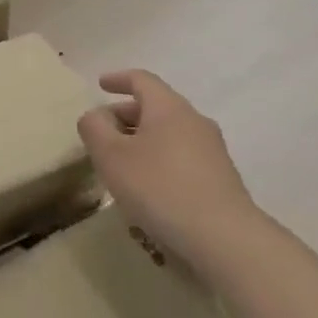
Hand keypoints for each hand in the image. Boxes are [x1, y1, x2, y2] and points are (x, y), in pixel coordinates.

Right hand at [76, 70, 262, 266]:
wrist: (224, 238)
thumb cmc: (159, 187)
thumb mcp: (110, 155)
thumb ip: (94, 128)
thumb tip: (96, 116)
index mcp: (168, 108)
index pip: (142, 80)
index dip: (118, 79)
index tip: (100, 84)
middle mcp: (194, 121)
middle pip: (156, 106)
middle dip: (126, 114)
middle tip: (102, 131)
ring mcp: (212, 150)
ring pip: (169, 132)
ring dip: (142, 139)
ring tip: (121, 161)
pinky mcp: (220, 178)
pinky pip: (182, 155)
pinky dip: (159, 158)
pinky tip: (147, 185)